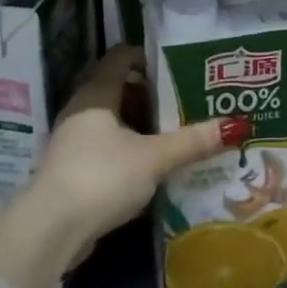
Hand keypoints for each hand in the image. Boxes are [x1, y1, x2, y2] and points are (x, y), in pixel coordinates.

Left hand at [0, 47, 228, 287]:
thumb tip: (236, 126)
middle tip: (183, 100)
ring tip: (173, 132)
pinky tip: (150, 165)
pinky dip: (127, 148)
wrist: (50, 230)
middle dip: (150, 94)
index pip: (121, 57)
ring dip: (139, 124)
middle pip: (117, 88)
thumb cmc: (102, 177)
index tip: (177, 66)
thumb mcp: (154, 158)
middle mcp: (80, 109)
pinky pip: (104, 146)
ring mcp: (72, 141)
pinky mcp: (71, 170)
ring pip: (111, 120)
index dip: (147, 57)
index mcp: (96, 93)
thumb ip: (192, 142)